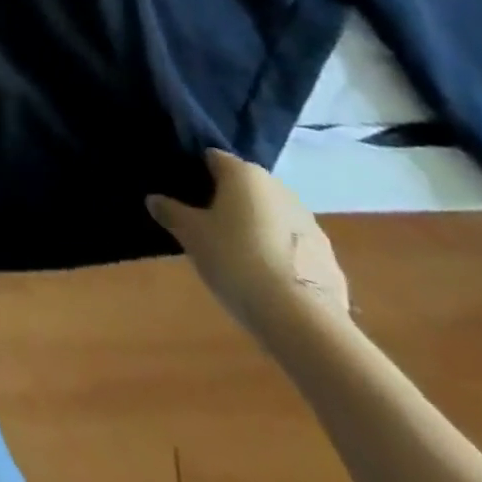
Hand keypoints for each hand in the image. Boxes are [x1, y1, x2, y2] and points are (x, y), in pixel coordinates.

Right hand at [148, 149, 349, 341]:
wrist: (303, 322)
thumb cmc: (236, 261)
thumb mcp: (190, 235)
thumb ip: (170, 211)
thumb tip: (154, 199)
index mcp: (245, 174)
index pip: (212, 158)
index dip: (194, 172)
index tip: (182, 194)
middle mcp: (280, 189)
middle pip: (244, 186)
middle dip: (225, 200)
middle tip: (204, 224)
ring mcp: (310, 224)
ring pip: (270, 215)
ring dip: (254, 226)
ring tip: (235, 254)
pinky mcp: (328, 258)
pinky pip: (292, 245)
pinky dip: (277, 253)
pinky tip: (265, 278)